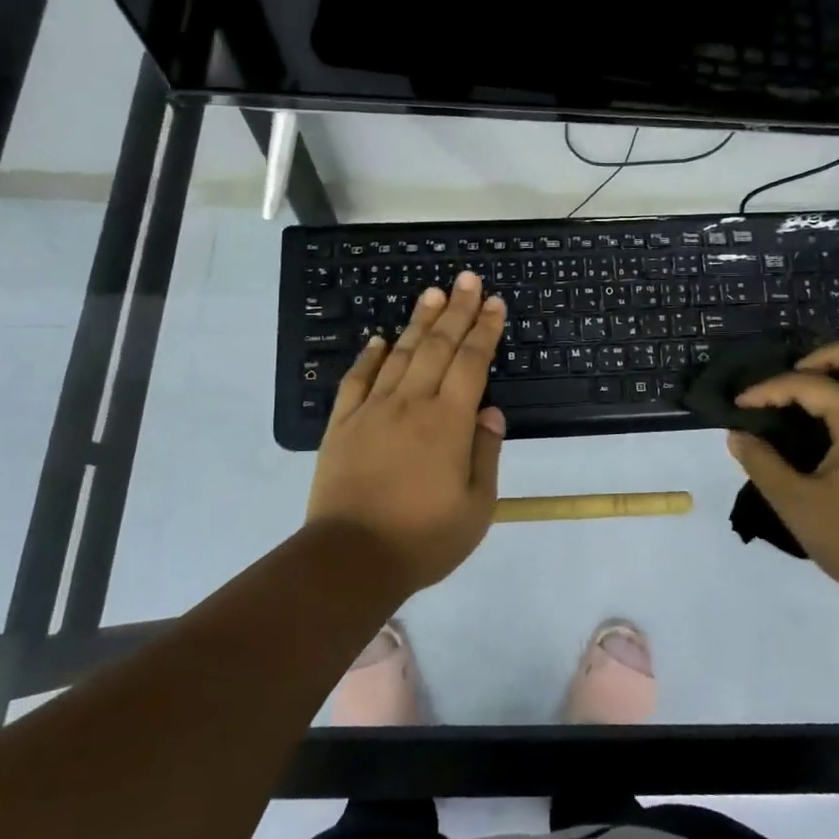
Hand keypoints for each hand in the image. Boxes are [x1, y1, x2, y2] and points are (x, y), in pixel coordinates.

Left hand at [307, 272, 507, 593]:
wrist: (351, 560)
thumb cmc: (424, 538)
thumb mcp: (476, 507)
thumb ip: (485, 454)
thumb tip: (491, 412)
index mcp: (448, 422)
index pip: (471, 362)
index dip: (485, 330)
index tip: (495, 303)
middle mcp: (411, 404)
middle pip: (438, 346)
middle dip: (456, 310)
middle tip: (467, 279)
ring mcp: (372, 411)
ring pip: (400, 354)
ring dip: (418, 321)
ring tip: (432, 293)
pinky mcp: (342, 425)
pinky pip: (357, 380)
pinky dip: (369, 356)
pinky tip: (379, 339)